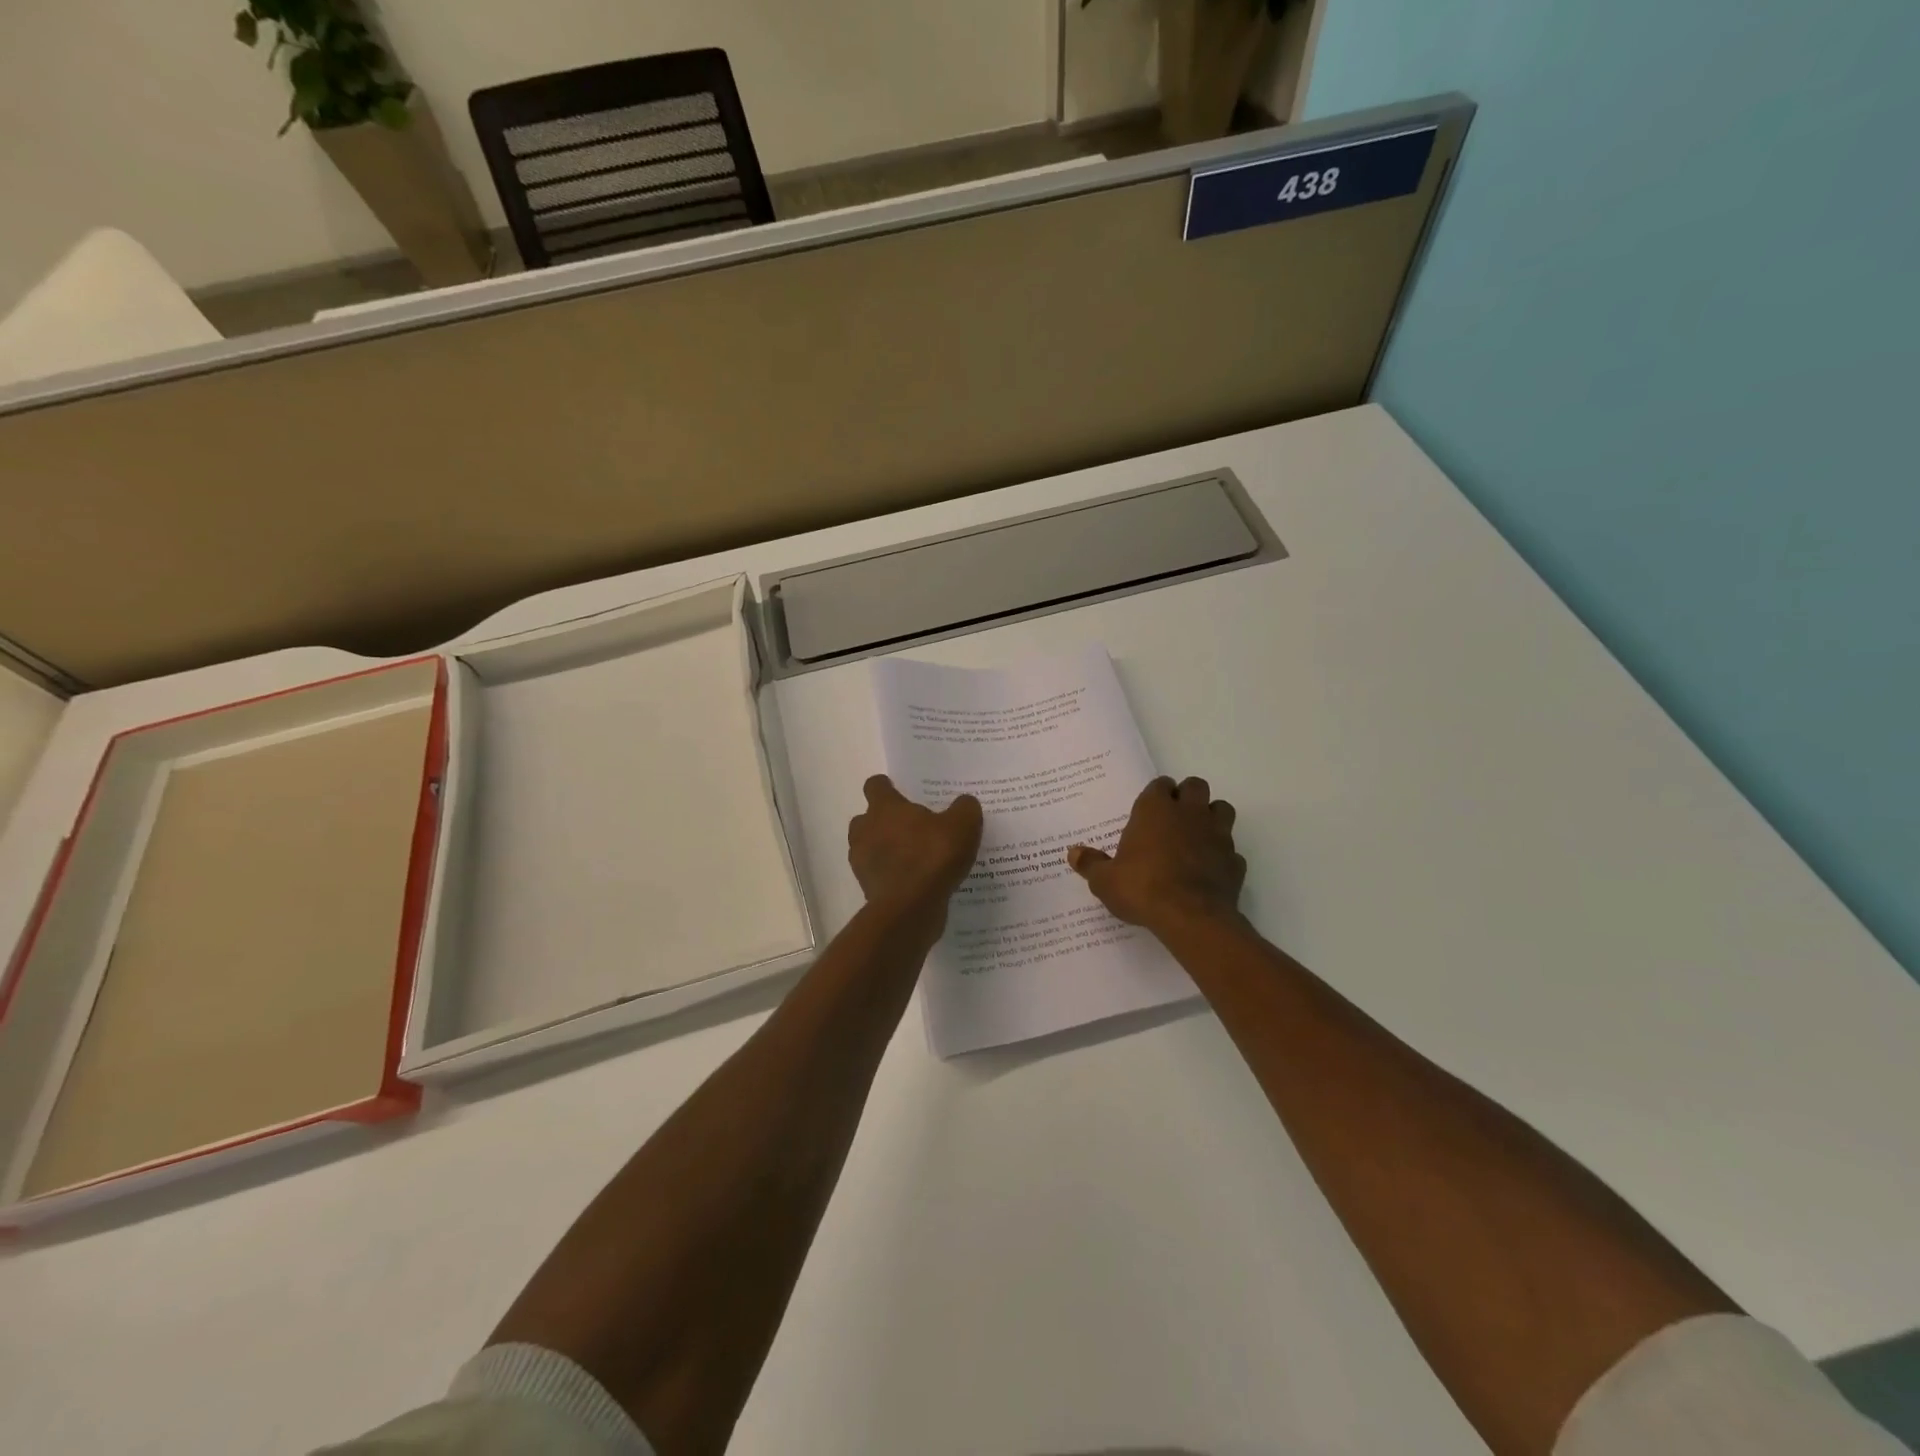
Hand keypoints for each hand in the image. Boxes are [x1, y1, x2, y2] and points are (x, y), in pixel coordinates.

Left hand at [848, 775, 982, 925]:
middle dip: (885, 822)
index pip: (875, 785)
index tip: (902, 793)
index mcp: (884, 808)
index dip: (888, 787)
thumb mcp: (963, 826)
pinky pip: (879, 875)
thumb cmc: (932, 857)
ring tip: (915, 857)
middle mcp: (866, 830)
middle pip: (868, 818)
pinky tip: (916, 882)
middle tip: (913, 828)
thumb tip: (965, 803)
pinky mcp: (867, 889)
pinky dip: (892, 876)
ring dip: (886, 850)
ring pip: (869, 848)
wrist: (910, 909)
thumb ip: (965, 808)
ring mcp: (862, 862)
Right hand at [1068, 776, 1245, 935]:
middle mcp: (1189, 813)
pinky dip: (1223, 856)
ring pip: (1222, 809)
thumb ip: (1091, 864)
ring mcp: (1217, 835)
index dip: (1157, 794)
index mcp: (1155, 809)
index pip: (1160, 784)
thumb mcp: (1105, 880)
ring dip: (1212, 817)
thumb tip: (1073, 853)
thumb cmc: (1142, 888)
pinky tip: (1210, 870)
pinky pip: (1232, 850)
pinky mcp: (1234, 861)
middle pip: (1196, 786)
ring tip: (1197, 836)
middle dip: (1187, 796)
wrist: (1190, 917)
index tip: (1150, 809)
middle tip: (1174, 818)